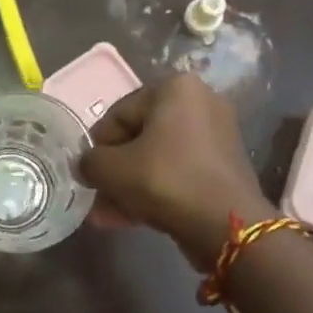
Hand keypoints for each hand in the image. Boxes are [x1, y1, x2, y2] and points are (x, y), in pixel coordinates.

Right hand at [81, 73, 270, 269]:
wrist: (226, 225)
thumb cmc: (164, 180)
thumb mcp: (111, 170)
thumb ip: (89, 162)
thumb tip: (86, 166)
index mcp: (175, 87)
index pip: (119, 114)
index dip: (98, 147)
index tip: (89, 174)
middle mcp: (201, 101)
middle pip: (140, 136)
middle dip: (116, 170)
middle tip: (98, 197)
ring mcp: (217, 134)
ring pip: (158, 158)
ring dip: (131, 185)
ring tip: (108, 216)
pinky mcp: (224, 165)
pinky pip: (179, 172)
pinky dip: (156, 190)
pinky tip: (131, 219)